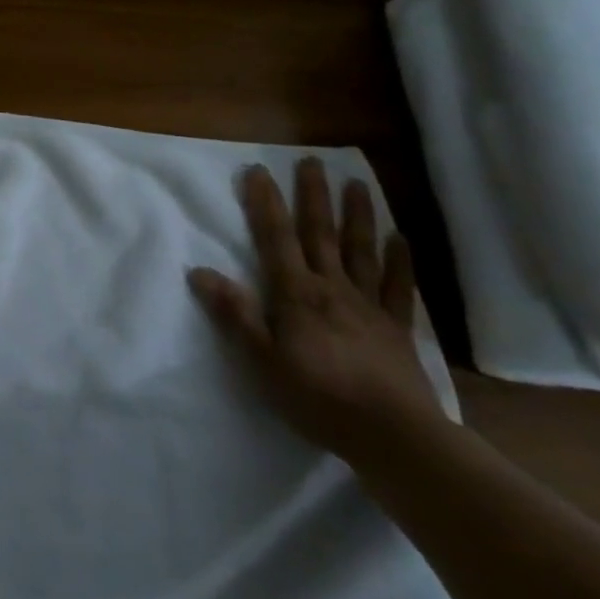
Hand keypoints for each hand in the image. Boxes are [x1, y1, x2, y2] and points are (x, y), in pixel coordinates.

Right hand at [186, 158, 443, 465]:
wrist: (395, 437)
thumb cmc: (319, 397)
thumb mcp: (262, 361)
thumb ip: (234, 314)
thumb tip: (199, 271)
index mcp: (296, 293)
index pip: (276, 238)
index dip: (265, 203)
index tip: (258, 170)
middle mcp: (332, 288)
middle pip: (320, 234)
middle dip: (313, 196)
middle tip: (312, 161)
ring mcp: (369, 306)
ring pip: (361, 251)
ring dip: (357, 216)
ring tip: (357, 184)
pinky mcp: (398, 329)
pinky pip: (399, 289)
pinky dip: (400, 262)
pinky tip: (400, 239)